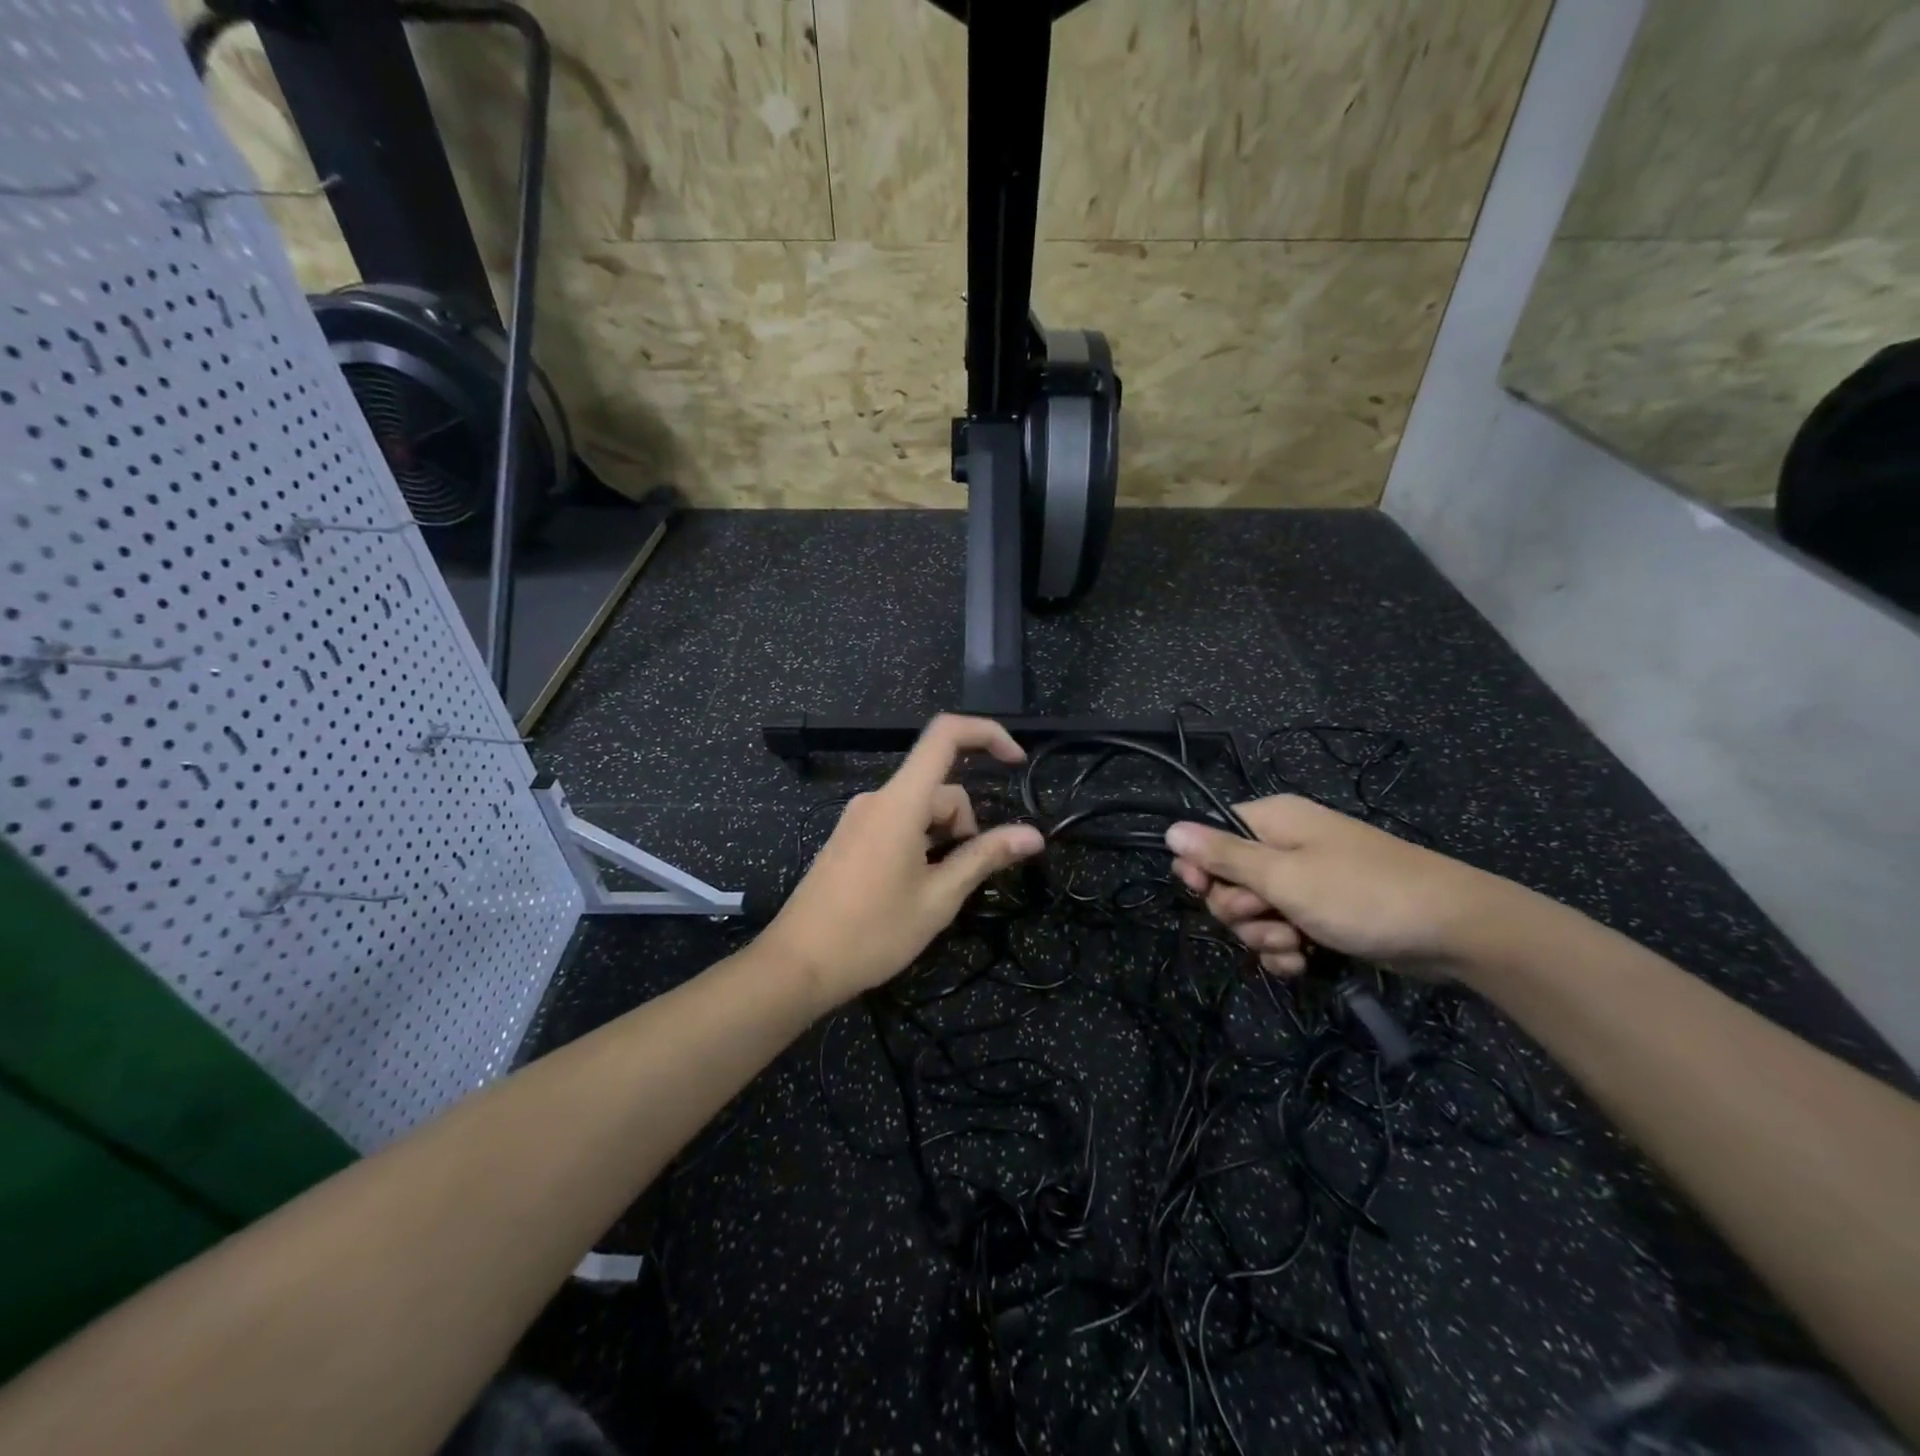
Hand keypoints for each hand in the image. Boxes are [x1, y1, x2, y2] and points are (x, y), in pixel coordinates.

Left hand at [761, 715, 1045, 1006]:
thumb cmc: (873, 933)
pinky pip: (897, 823)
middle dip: (964, 825)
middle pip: (939, 788)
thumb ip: (985, 858)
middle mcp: (877, 798)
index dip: (987, 734)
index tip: (1016, 762)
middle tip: (960, 879)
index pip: (945, 735)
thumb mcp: (939, 898)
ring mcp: (859, 817)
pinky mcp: (849, 837)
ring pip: (920, 809)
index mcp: (901, 802)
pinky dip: (919, 843)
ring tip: (932, 892)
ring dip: (941, 838)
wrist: (798, 965)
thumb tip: (1033, 835)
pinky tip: (910, 888)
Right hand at [1166, 796, 1516, 977]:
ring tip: (1294, 946)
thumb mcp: (1283, 876)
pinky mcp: (1322, 915)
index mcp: (1271, 822)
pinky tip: (1303, 963)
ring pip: (1253, 913)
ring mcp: (1304, 883)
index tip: (1203, 892)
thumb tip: (1169, 829)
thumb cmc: (1361, 894)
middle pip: (1227, 880)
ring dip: (1263, 936)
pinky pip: (1280, 933)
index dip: (1200, 867)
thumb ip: (1222, 856)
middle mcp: (1283, 847)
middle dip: (1239, 910)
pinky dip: (1285, 951)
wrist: (1453, 931)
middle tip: (1268, 918)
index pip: (1209, 836)